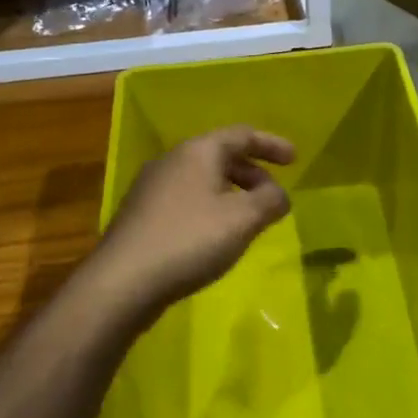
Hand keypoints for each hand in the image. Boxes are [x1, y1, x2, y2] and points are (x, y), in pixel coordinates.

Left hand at [97, 127, 296, 313]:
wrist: (122, 282)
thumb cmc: (189, 241)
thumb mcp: (243, 220)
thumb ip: (270, 201)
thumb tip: (280, 195)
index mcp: (198, 151)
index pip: (242, 135)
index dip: (271, 144)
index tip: (295, 160)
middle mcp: (172, 160)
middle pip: (220, 155)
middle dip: (252, 173)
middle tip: (273, 196)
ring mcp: (151, 187)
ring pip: (202, 178)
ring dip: (231, 192)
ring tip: (248, 218)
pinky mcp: (140, 214)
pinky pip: (185, 199)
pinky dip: (210, 207)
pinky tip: (214, 236)